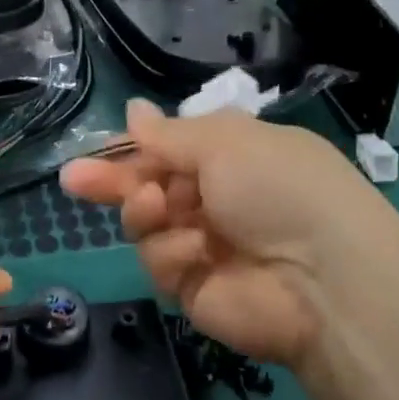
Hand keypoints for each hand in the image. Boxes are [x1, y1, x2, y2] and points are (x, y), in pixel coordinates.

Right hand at [61, 102, 398, 371]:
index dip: (131, 150)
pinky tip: (194, 250)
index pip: (168, 150)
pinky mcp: (195, 289)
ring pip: (145, 225)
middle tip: (74, 179)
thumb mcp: (224, 142)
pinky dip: (172, 252)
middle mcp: (216, 200)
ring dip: (144, 212)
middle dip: (114, 182)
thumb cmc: (277, 187)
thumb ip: (169, 134)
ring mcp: (205, 246)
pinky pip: (161, 262)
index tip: (95, 151)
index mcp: (230, 157)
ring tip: (156, 206)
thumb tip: (134, 110)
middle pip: (147, 188)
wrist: (324, 279)